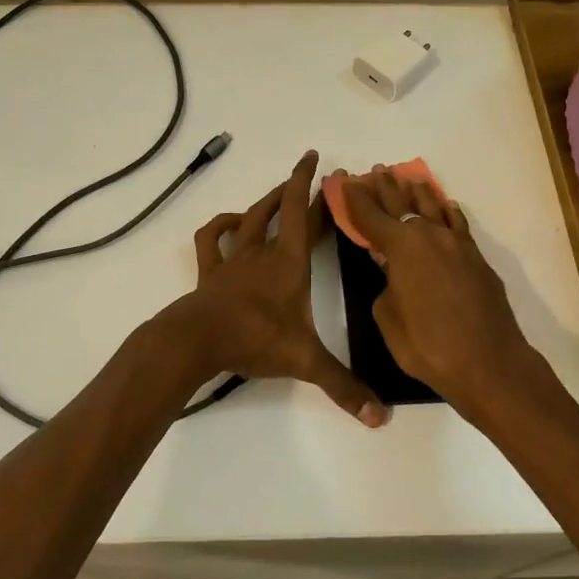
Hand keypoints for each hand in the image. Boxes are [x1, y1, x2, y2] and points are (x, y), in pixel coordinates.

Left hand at [169, 152, 388, 427]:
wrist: (197, 340)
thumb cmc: (254, 339)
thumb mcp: (305, 361)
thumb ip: (343, 387)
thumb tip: (380, 417)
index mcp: (289, 262)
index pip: (301, 212)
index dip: (311, 183)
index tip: (319, 161)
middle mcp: (263, 252)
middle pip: (279, 210)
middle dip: (295, 189)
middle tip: (308, 176)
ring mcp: (234, 259)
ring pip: (249, 218)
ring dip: (264, 202)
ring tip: (277, 195)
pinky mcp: (211, 271)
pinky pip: (212, 238)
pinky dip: (221, 225)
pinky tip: (230, 224)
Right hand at [337, 169, 541, 419]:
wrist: (489, 363)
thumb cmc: (428, 345)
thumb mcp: (388, 317)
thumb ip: (386, 287)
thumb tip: (393, 277)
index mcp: (401, 247)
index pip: (370, 216)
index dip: (354, 198)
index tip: (344, 180)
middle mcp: (429, 236)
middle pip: (402, 205)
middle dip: (386, 188)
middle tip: (376, 171)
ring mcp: (457, 245)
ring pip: (434, 208)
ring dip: (418, 194)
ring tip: (409, 179)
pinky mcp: (477, 259)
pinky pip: (458, 225)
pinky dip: (449, 213)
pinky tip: (447, 207)